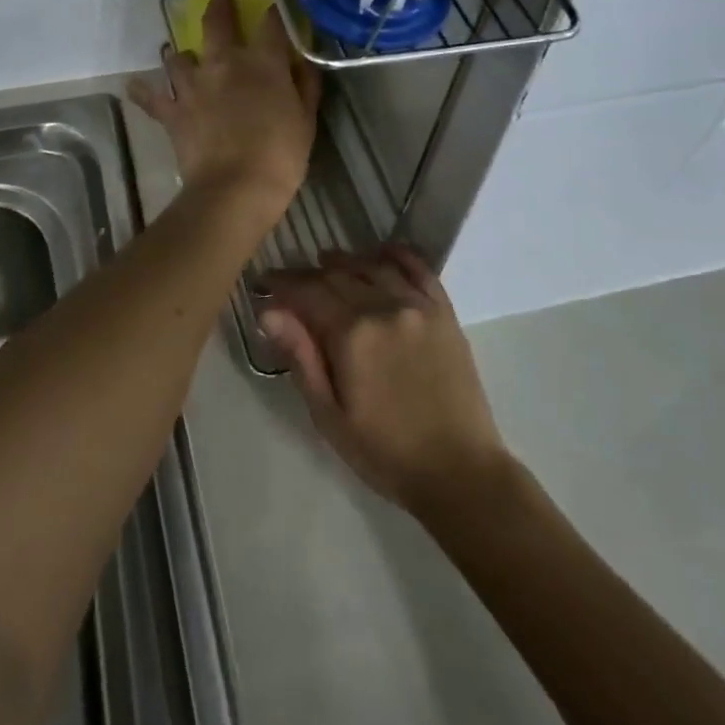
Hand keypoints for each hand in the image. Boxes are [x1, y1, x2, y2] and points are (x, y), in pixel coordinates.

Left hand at [128, 0, 320, 224]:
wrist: (236, 188)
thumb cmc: (280, 155)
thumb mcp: (306, 119)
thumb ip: (304, 85)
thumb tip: (301, 62)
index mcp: (262, 63)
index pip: (270, 24)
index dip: (273, 13)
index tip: (274, 8)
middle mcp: (223, 63)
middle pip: (217, 23)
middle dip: (219, 6)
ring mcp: (193, 86)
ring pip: (178, 56)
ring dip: (181, 55)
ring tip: (182, 57)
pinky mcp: (172, 111)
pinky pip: (151, 97)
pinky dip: (142, 92)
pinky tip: (134, 87)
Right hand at [259, 246, 509, 518]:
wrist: (460, 472)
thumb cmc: (385, 452)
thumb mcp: (329, 415)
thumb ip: (300, 357)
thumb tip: (268, 312)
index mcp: (352, 334)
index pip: (307, 292)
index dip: (281, 284)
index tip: (263, 283)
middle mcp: (384, 308)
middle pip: (338, 275)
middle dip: (309, 275)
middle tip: (291, 283)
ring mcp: (418, 307)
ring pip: (374, 266)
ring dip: (347, 261)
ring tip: (328, 263)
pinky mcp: (444, 314)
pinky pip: (419, 270)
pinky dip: (398, 255)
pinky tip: (383, 252)